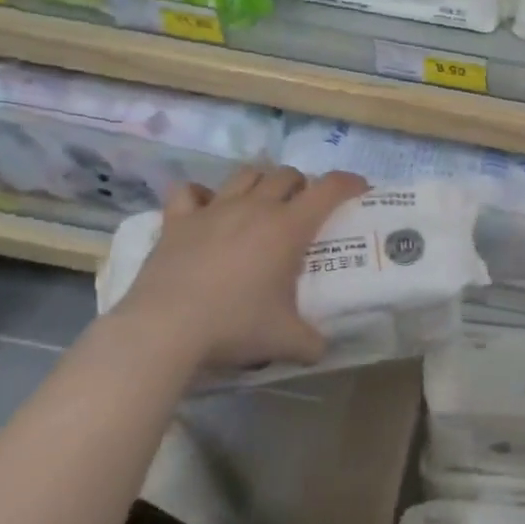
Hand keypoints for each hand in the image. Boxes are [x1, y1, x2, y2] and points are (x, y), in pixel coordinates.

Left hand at [113, 165, 368, 371]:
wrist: (165, 330)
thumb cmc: (235, 326)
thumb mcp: (286, 341)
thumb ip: (312, 342)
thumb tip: (323, 348)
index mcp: (288, 227)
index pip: (329, 188)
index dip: (349, 182)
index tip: (360, 189)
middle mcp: (255, 208)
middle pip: (287, 175)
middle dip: (302, 185)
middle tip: (304, 208)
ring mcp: (214, 210)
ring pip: (246, 174)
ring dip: (261, 182)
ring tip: (262, 203)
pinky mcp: (178, 221)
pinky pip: (188, 192)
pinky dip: (200, 195)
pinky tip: (204, 208)